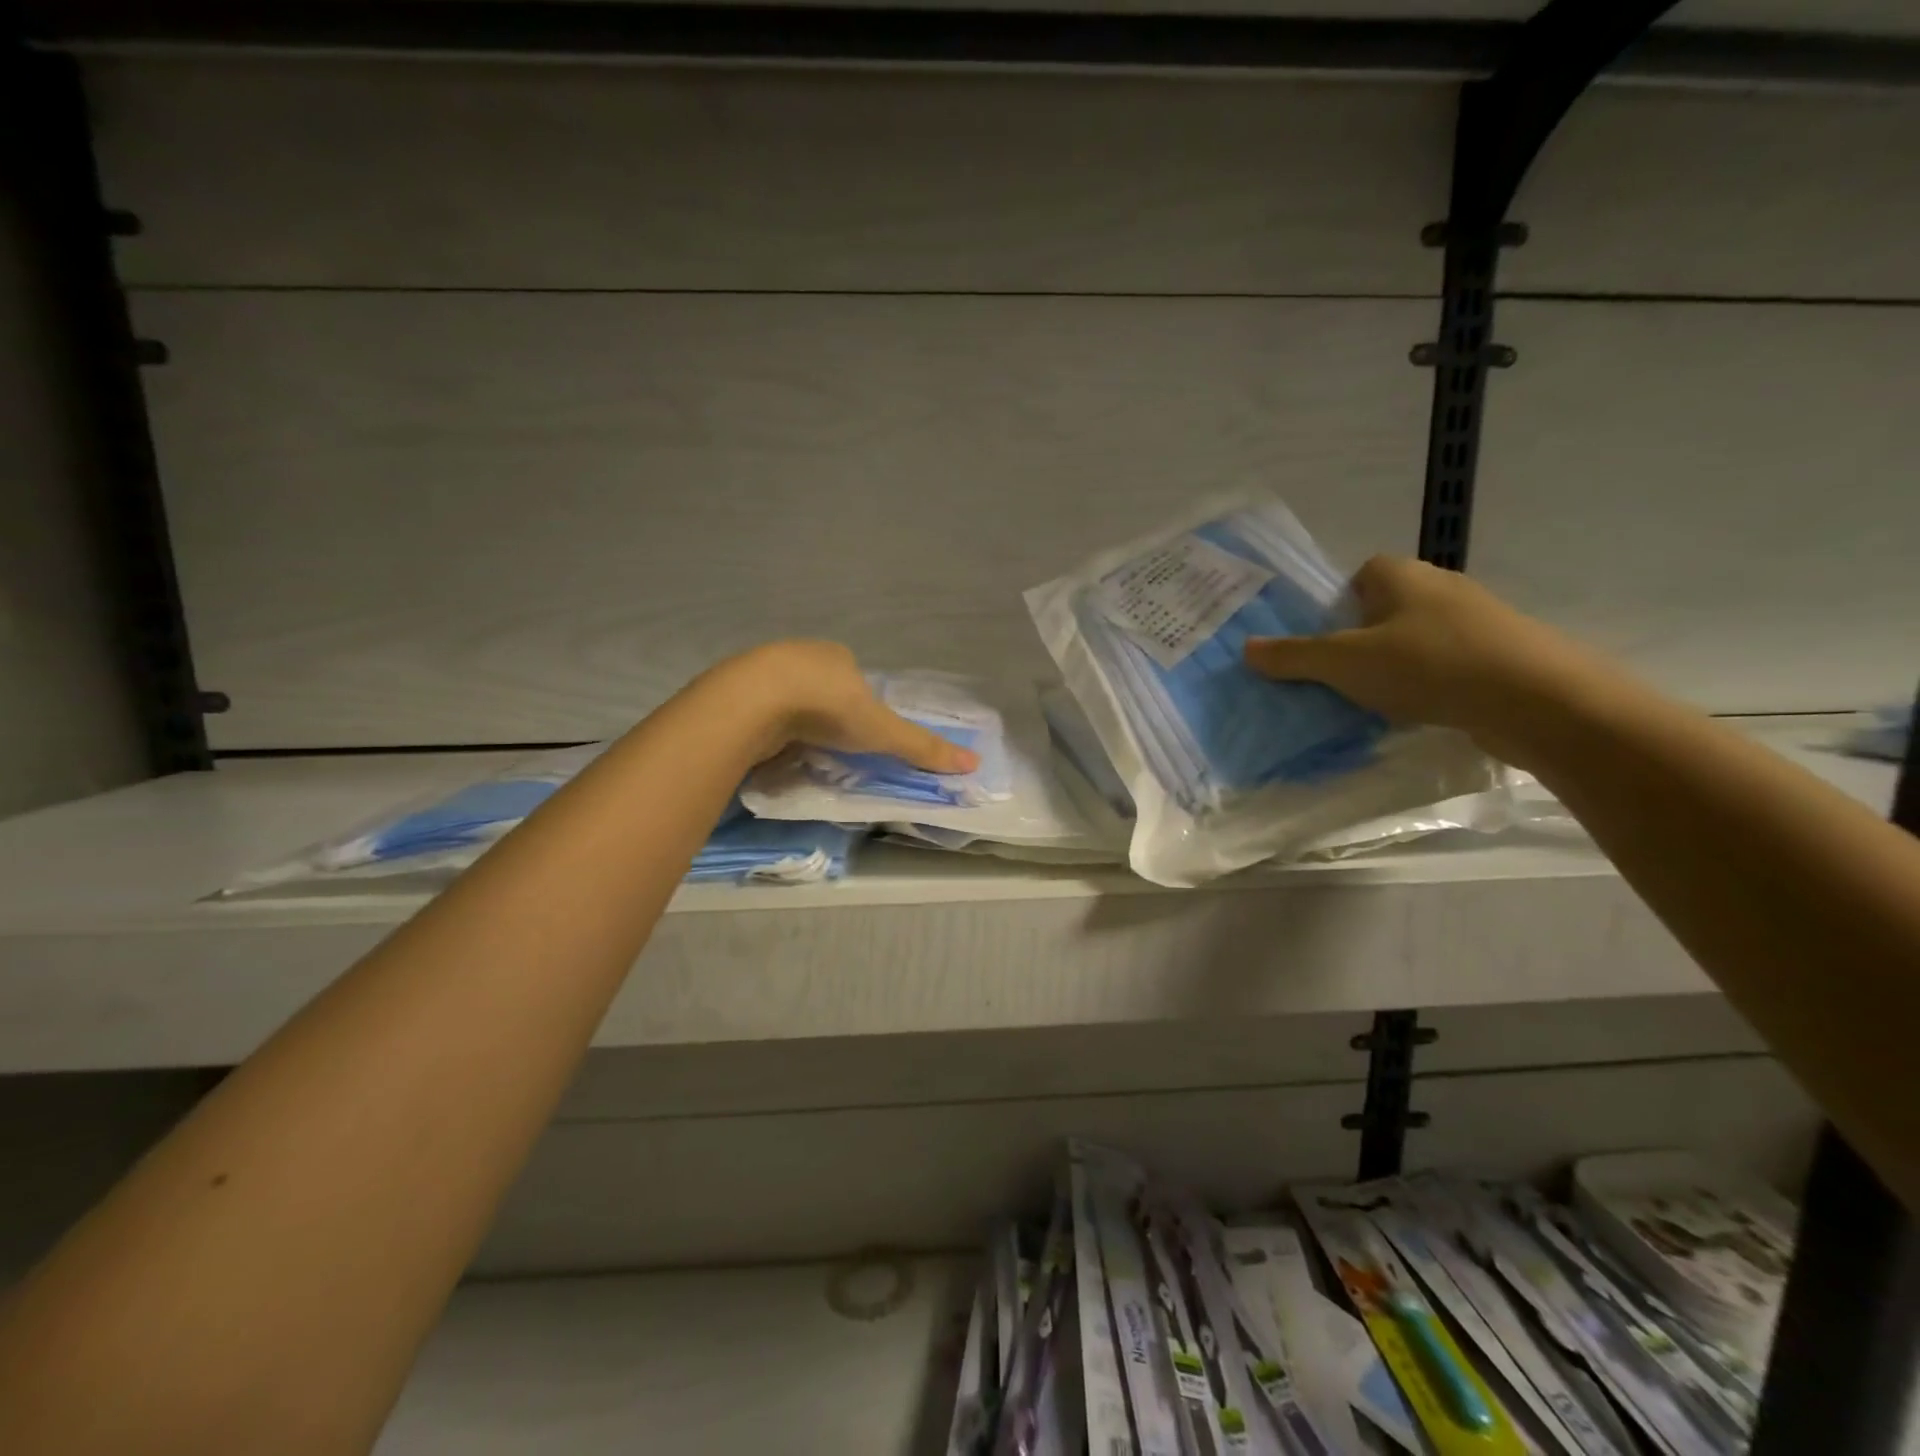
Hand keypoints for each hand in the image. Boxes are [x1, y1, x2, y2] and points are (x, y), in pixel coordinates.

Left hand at [716, 641, 980, 773]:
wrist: (754, 701)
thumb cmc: (827, 707)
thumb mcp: (882, 730)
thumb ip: (921, 748)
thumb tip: (974, 764)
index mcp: (837, 655)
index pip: (854, 677)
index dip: (859, 703)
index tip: (858, 732)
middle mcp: (801, 655)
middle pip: (820, 684)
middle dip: (825, 711)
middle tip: (829, 744)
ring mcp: (764, 669)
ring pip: (786, 695)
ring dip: (793, 717)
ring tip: (797, 748)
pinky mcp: (735, 689)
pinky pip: (758, 708)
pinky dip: (766, 725)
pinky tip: (767, 744)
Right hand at [1243, 556, 1608, 758]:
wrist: (1537, 699)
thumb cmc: (1428, 665)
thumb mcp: (1344, 662)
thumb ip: (1293, 656)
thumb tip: (1246, 648)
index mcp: (1400, 574)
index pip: (1359, 574)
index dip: (1336, 605)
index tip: (1324, 642)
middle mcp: (1440, 586)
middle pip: (1384, 608)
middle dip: (1360, 639)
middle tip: (1338, 676)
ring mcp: (1476, 621)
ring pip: (1416, 639)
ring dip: (1394, 665)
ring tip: (1373, 700)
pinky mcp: (1500, 655)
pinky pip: (1446, 664)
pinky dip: (1428, 684)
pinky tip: (1419, 712)